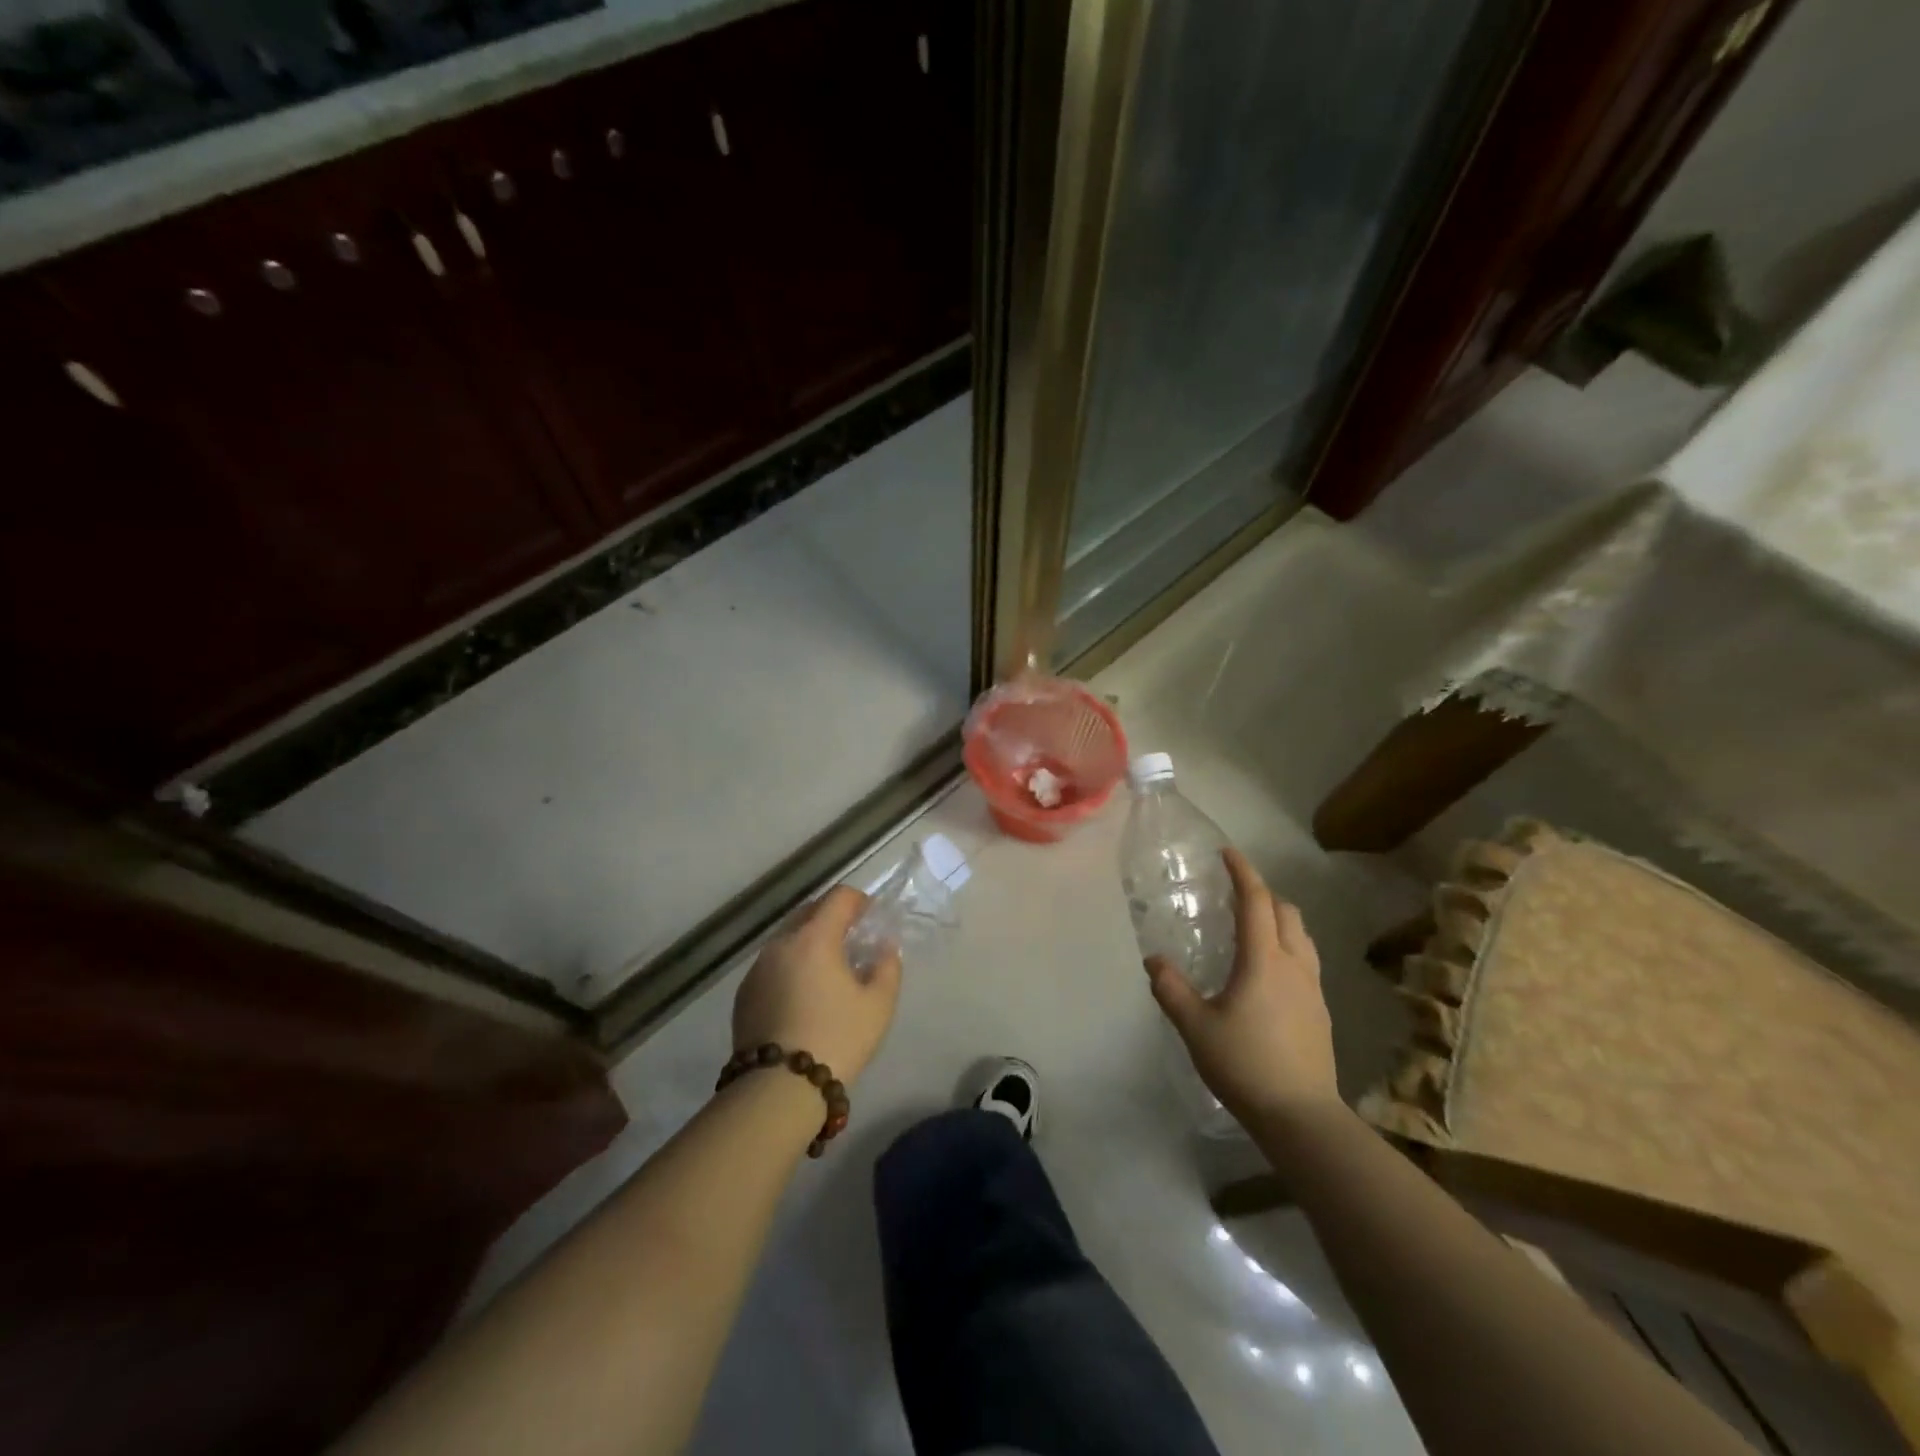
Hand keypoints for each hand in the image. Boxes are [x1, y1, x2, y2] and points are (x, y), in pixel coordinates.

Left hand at [732, 886, 900, 1086]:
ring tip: (827, 971)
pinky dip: (790, 966)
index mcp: (814, 938)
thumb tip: (884, 948)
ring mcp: (757, 968)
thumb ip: (887, 967)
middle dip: (832, 917)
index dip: (859, 901)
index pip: (838, 897)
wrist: (778, 1089)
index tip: (871, 918)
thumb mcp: (878, 1005)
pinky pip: (772, 964)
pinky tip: (802, 996)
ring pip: (787, 938)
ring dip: (808, 942)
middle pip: (809, 912)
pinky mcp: (744, 994)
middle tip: (852, 941)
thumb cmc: (837, 1039)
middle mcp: (781, 943)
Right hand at [1145, 848, 1337, 1125]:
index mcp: (1264, 960)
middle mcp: (1294, 964)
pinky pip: (1307, 961)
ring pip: (1302, 935)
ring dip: (1280, 919)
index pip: (1256, 901)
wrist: (1301, 1116)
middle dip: (1263, 893)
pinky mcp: (1321, 1011)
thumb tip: (1154, 961)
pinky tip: (1268, 973)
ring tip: (1253, 929)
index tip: (1227, 853)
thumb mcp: (1196, 1027)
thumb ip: (1171, 989)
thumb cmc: (1245, 1064)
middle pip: (1286, 911)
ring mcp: (1313, 988)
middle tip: (1234, 895)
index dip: (1243, 872)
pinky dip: (1288, 947)